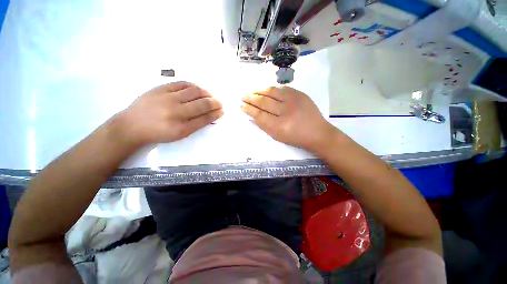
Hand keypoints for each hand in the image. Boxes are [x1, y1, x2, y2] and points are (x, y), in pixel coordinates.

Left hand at [115, 81, 222, 146]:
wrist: (132, 125)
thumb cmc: (158, 133)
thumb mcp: (179, 134)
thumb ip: (196, 125)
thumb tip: (210, 115)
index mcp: (181, 127)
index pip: (205, 118)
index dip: (215, 114)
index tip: (222, 111)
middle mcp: (176, 112)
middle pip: (202, 104)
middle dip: (214, 103)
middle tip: (219, 103)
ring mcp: (168, 98)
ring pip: (194, 91)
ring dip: (206, 93)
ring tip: (210, 96)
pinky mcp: (160, 88)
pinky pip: (182, 83)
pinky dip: (193, 85)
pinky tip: (197, 88)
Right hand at [241, 86, 337, 151]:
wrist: (318, 133)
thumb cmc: (296, 138)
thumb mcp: (278, 137)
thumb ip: (264, 126)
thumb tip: (252, 116)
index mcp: (279, 126)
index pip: (259, 115)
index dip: (248, 109)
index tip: (241, 105)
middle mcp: (286, 111)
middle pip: (264, 102)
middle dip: (251, 98)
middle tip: (243, 97)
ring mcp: (294, 100)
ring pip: (271, 91)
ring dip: (259, 90)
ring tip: (251, 91)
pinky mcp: (300, 94)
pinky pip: (282, 88)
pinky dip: (271, 89)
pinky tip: (265, 89)